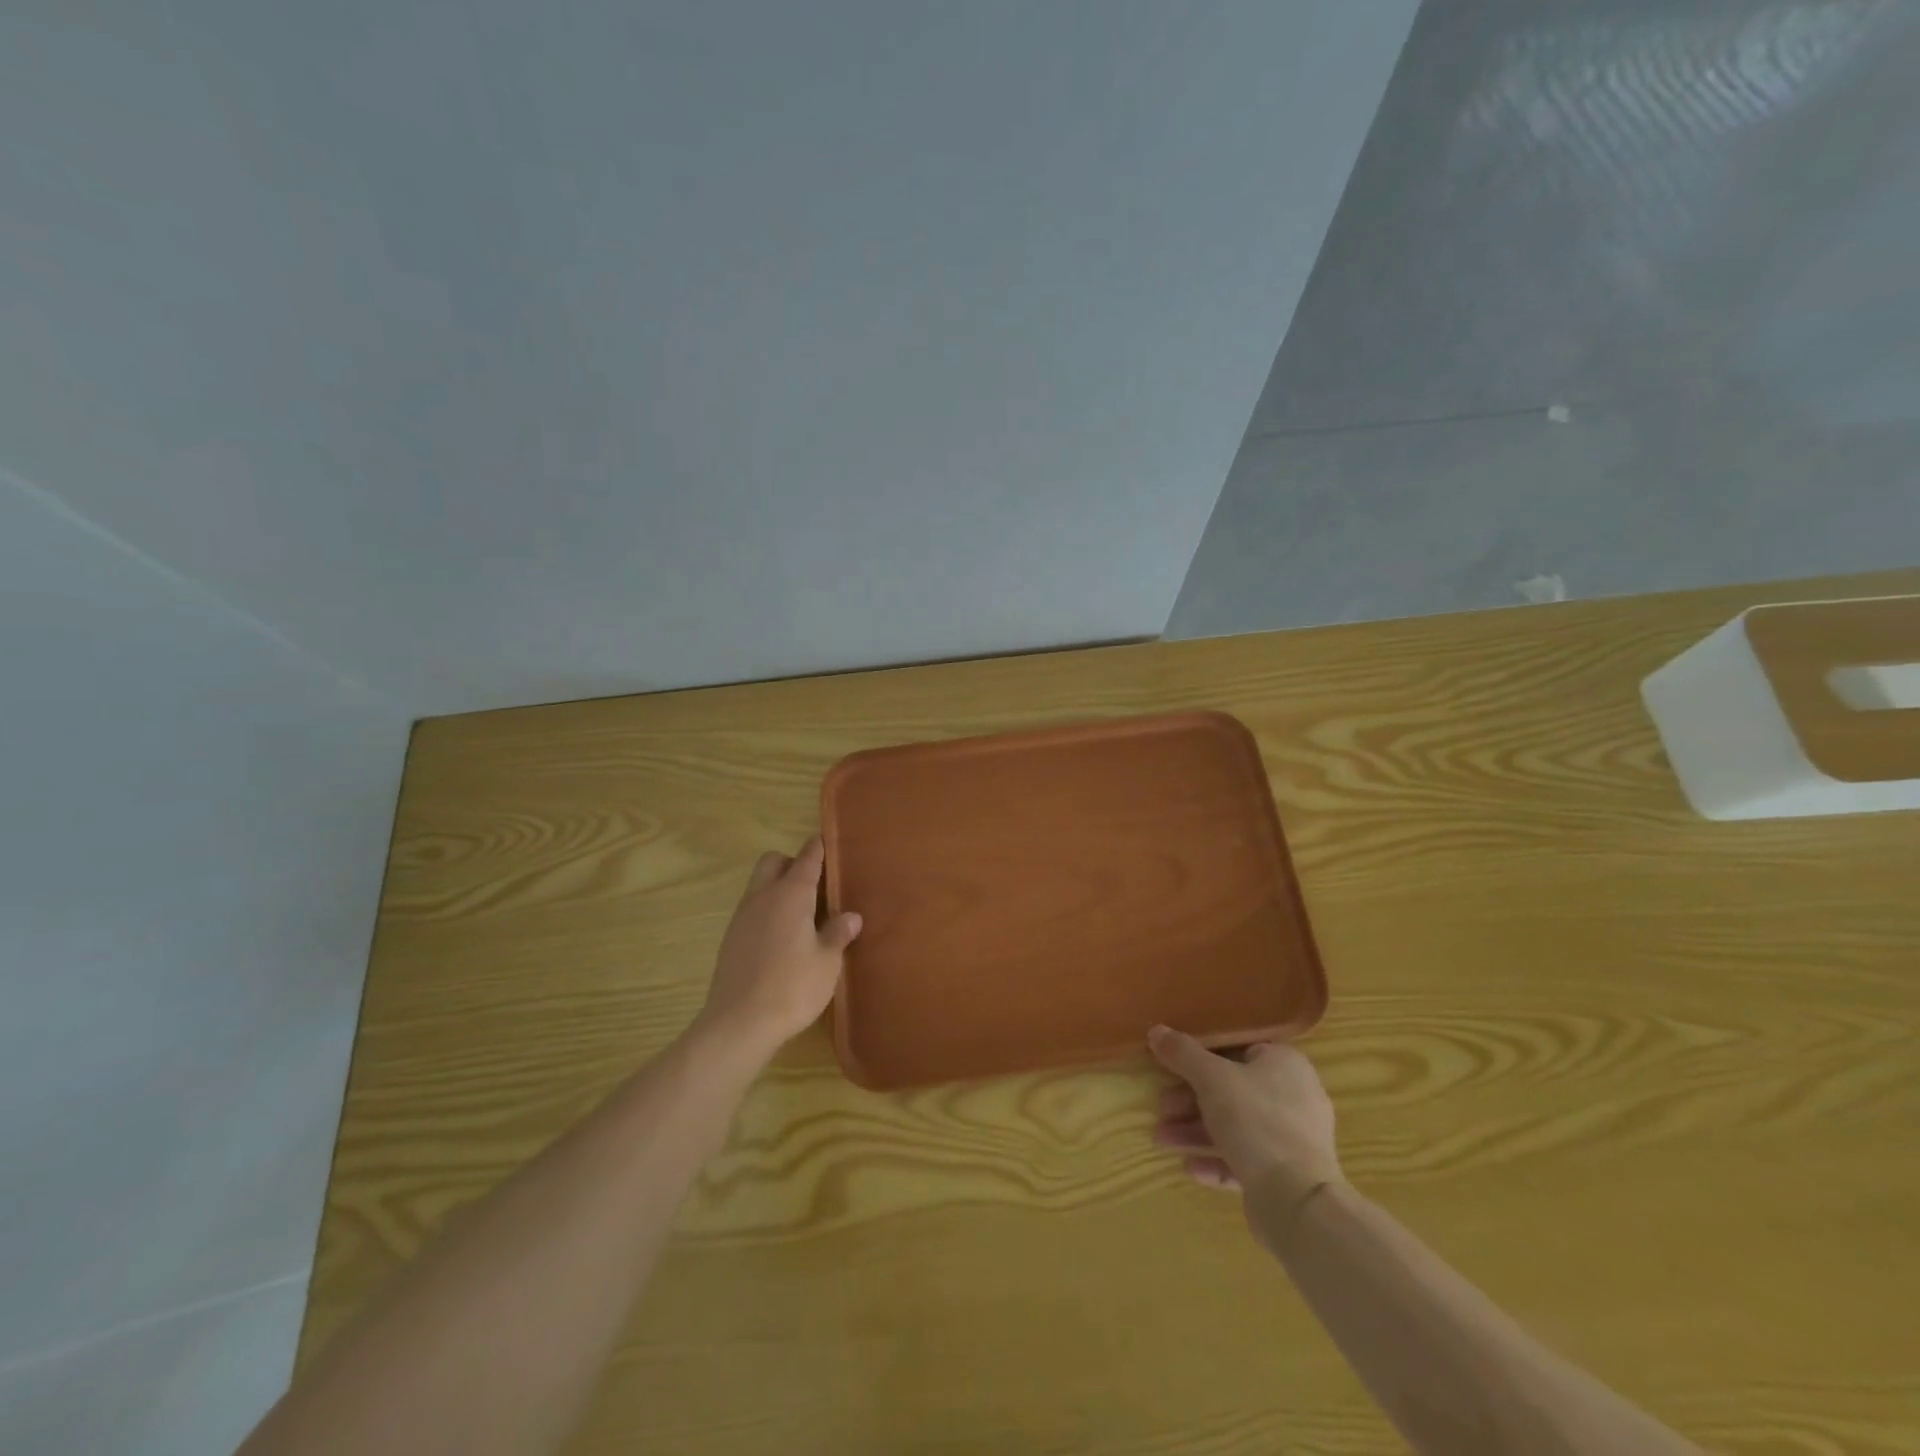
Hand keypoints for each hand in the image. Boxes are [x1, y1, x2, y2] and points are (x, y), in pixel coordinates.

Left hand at [695, 837, 861, 1055]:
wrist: (739, 1024)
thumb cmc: (792, 987)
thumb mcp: (827, 961)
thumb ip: (838, 933)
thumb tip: (851, 916)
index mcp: (790, 895)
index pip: (806, 858)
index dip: (818, 848)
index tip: (828, 841)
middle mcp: (762, 897)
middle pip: (773, 862)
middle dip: (792, 864)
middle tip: (816, 886)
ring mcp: (742, 917)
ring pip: (759, 885)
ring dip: (778, 888)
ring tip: (803, 914)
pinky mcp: (731, 939)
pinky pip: (752, 909)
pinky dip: (767, 911)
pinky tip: (783, 938)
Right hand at [1149, 1026, 1342, 1241]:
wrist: (1298, 1201)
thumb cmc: (1256, 1121)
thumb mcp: (1211, 1078)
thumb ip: (1182, 1053)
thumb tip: (1157, 1031)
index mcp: (1285, 1064)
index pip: (1237, 1050)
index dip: (1200, 1057)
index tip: (1171, 1068)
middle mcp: (1294, 1096)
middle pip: (1231, 1091)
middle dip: (1190, 1102)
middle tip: (1162, 1108)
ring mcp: (1292, 1139)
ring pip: (1235, 1127)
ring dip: (1195, 1132)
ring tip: (1161, 1140)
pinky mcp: (1287, 1176)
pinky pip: (1245, 1159)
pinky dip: (1216, 1160)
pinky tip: (1190, 1167)